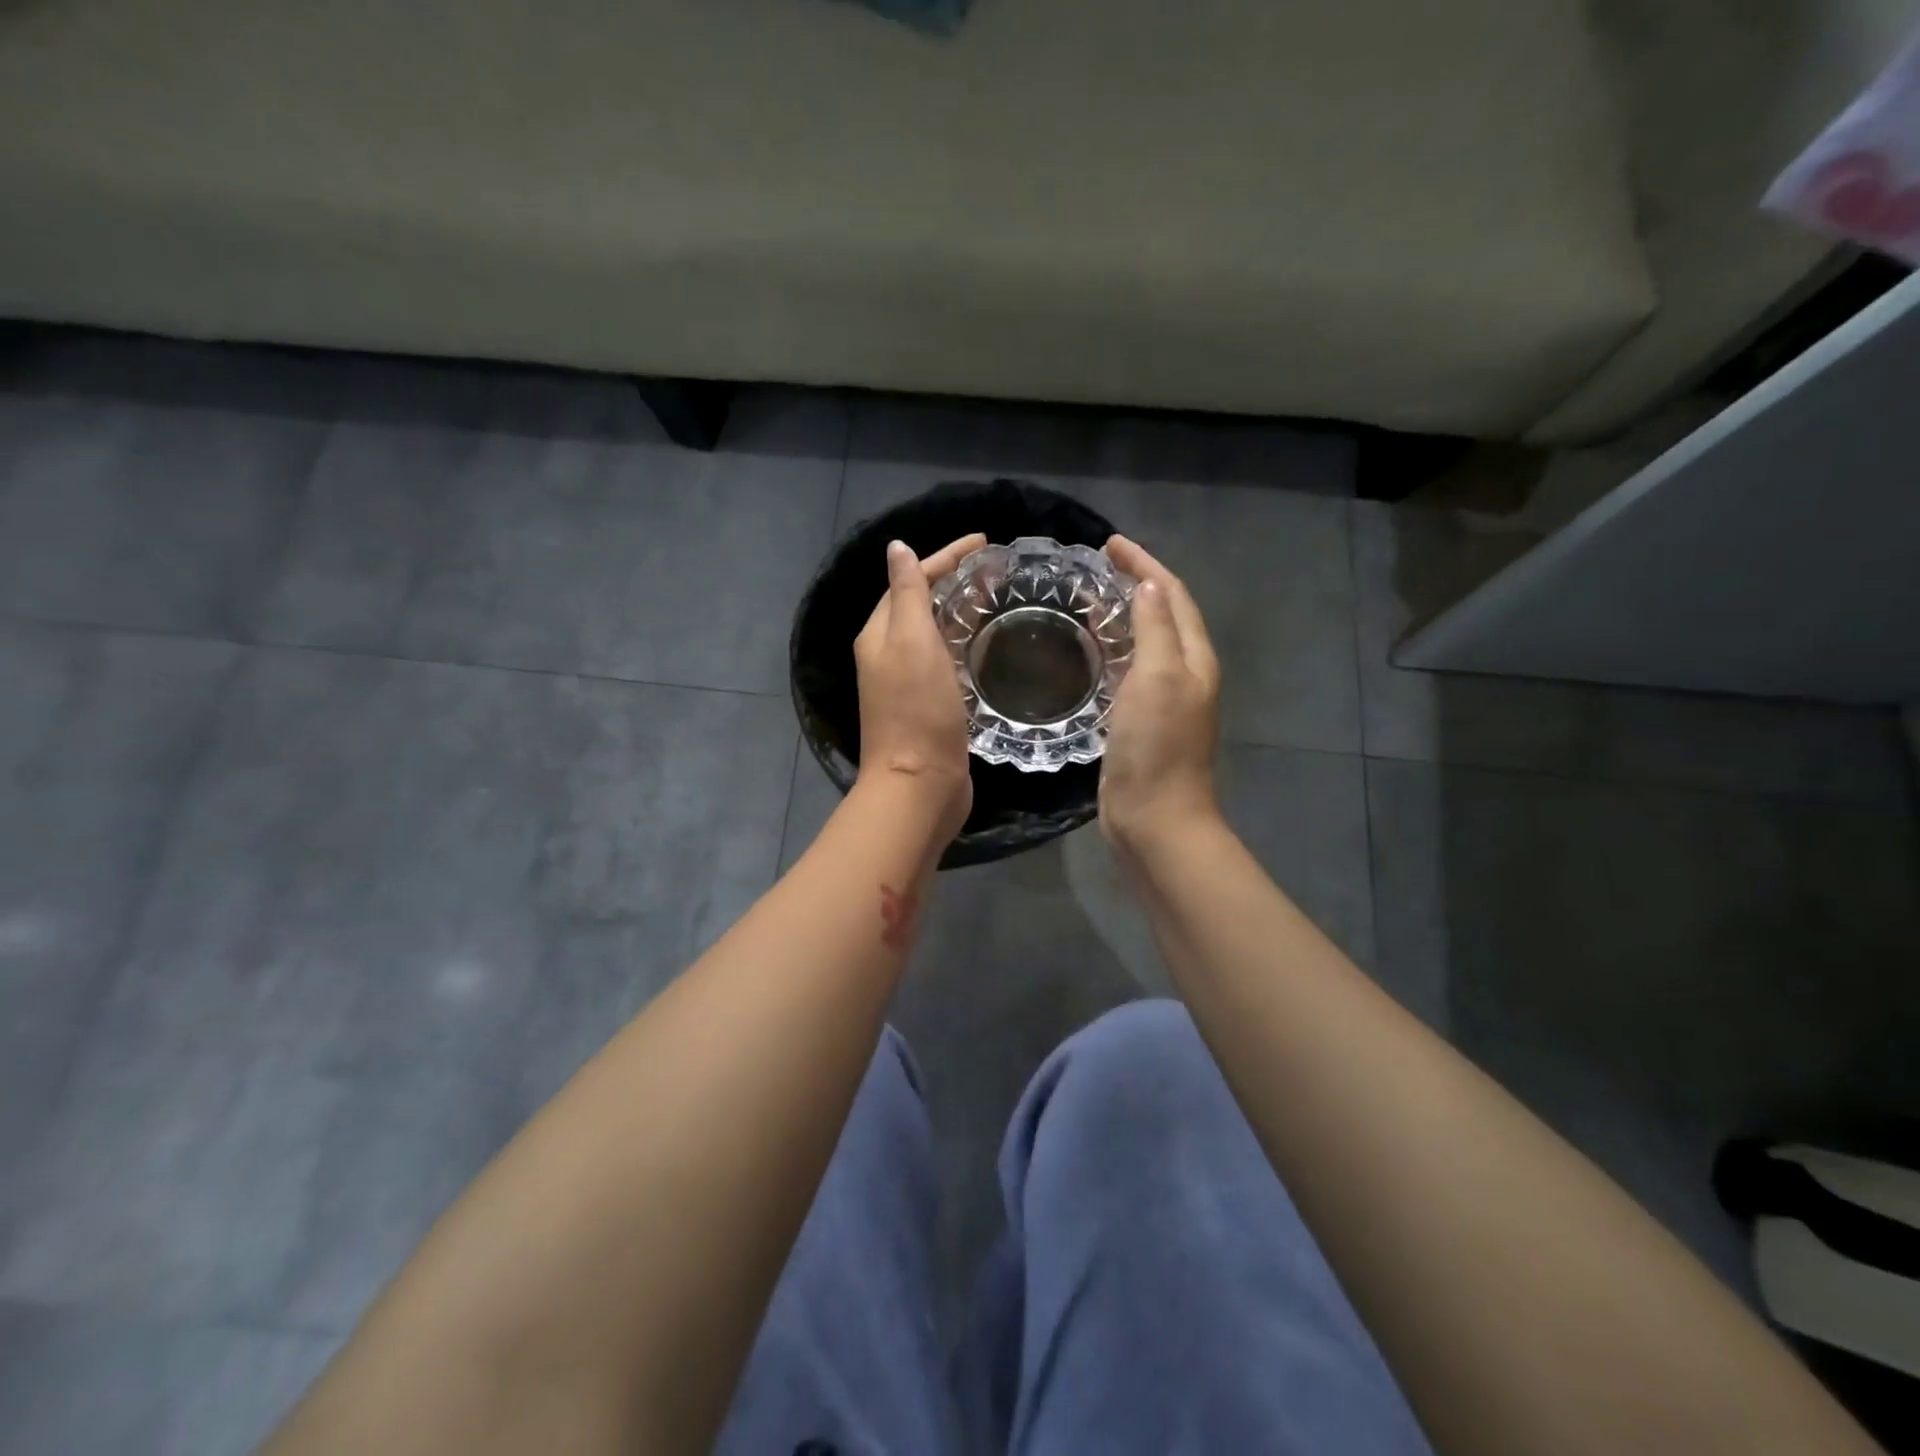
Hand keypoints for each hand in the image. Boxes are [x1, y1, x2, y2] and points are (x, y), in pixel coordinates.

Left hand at [854, 533, 985, 843]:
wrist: (920, 785)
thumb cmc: (917, 710)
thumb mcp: (911, 642)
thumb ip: (907, 594)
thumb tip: (896, 548)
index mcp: (879, 634)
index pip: (910, 580)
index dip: (945, 556)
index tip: (984, 541)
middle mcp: (888, 655)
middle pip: (920, 604)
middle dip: (953, 580)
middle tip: (995, 568)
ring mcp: (908, 683)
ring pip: (934, 633)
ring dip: (960, 611)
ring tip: (996, 598)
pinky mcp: (929, 706)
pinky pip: (946, 661)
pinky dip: (964, 644)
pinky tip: (988, 645)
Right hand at [1100, 535, 1221, 852]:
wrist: (1154, 819)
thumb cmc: (1157, 747)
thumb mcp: (1158, 678)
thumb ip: (1155, 629)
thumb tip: (1149, 585)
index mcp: (1193, 658)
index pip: (1173, 595)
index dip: (1145, 565)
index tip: (1110, 544)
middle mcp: (1183, 673)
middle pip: (1162, 614)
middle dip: (1135, 584)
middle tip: (1095, 568)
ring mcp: (1161, 699)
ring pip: (1144, 642)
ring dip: (1121, 616)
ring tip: (1086, 599)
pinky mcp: (1138, 722)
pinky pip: (1127, 671)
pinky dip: (1111, 650)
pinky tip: (1087, 651)